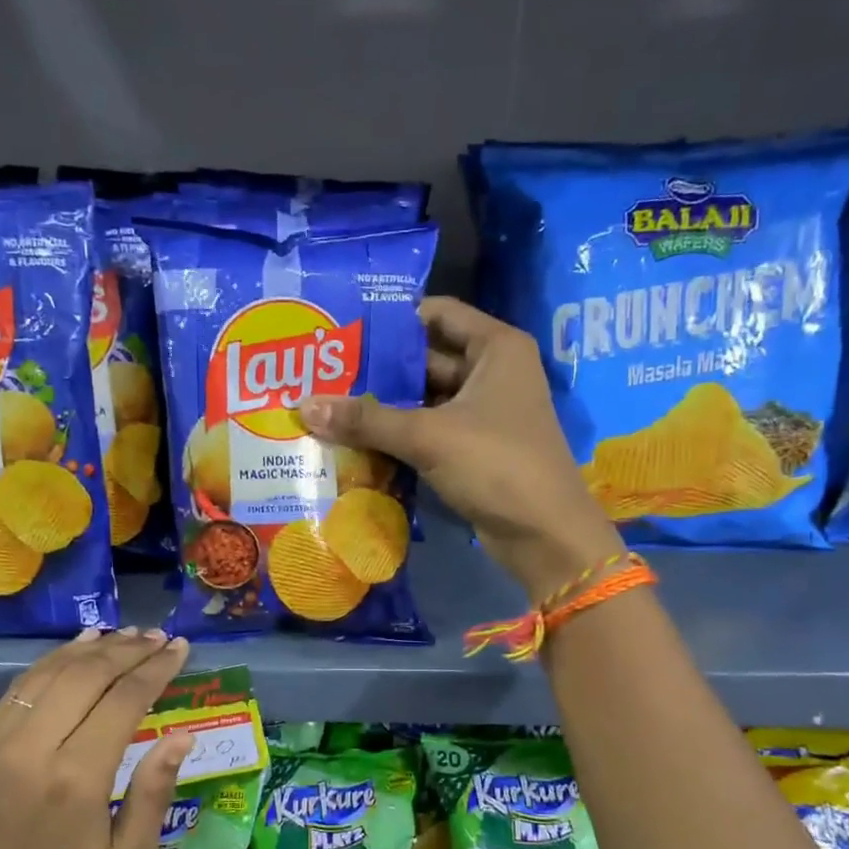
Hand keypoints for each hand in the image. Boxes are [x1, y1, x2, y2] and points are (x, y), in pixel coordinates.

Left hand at [0, 628, 194, 848]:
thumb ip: (154, 792)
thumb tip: (182, 736)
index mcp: (77, 779)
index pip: (124, 701)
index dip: (156, 669)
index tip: (180, 648)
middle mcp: (35, 748)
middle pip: (88, 676)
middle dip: (129, 650)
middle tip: (159, 637)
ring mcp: (1, 741)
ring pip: (53, 672)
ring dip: (93, 648)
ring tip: (128, 634)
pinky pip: (23, 686)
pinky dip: (55, 659)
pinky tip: (80, 646)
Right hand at [299, 296, 621, 599]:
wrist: (544, 535)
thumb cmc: (496, 465)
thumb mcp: (428, 436)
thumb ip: (367, 420)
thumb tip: (304, 406)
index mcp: (495, 348)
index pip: (436, 314)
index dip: (391, 321)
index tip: (344, 332)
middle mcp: (491, 372)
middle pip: (425, 359)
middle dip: (378, 372)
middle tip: (323, 376)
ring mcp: (483, 413)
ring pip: (424, 400)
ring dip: (383, 408)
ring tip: (329, 408)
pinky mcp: (473, 449)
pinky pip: (428, 431)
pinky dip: (398, 436)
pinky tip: (355, 442)